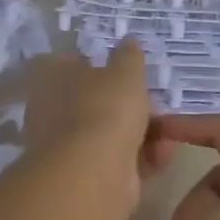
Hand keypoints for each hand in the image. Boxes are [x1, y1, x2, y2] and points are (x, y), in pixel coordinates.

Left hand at [16, 41, 175, 199]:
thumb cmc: (105, 109)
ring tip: (169, 132)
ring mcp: (67, 148)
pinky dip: (142, 157)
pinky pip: (119, 160)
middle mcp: (51, 112)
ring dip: (142, 133)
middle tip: (156, 104)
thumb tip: (128, 41)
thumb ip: (129, 56)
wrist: (94, 173)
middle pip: (94, 102)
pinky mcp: (87, 177)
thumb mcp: (125, 71)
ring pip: (110, 133)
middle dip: (129, 105)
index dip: (96, 63)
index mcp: (50, 79)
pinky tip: (164, 154)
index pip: (67, 63)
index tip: (125, 69)